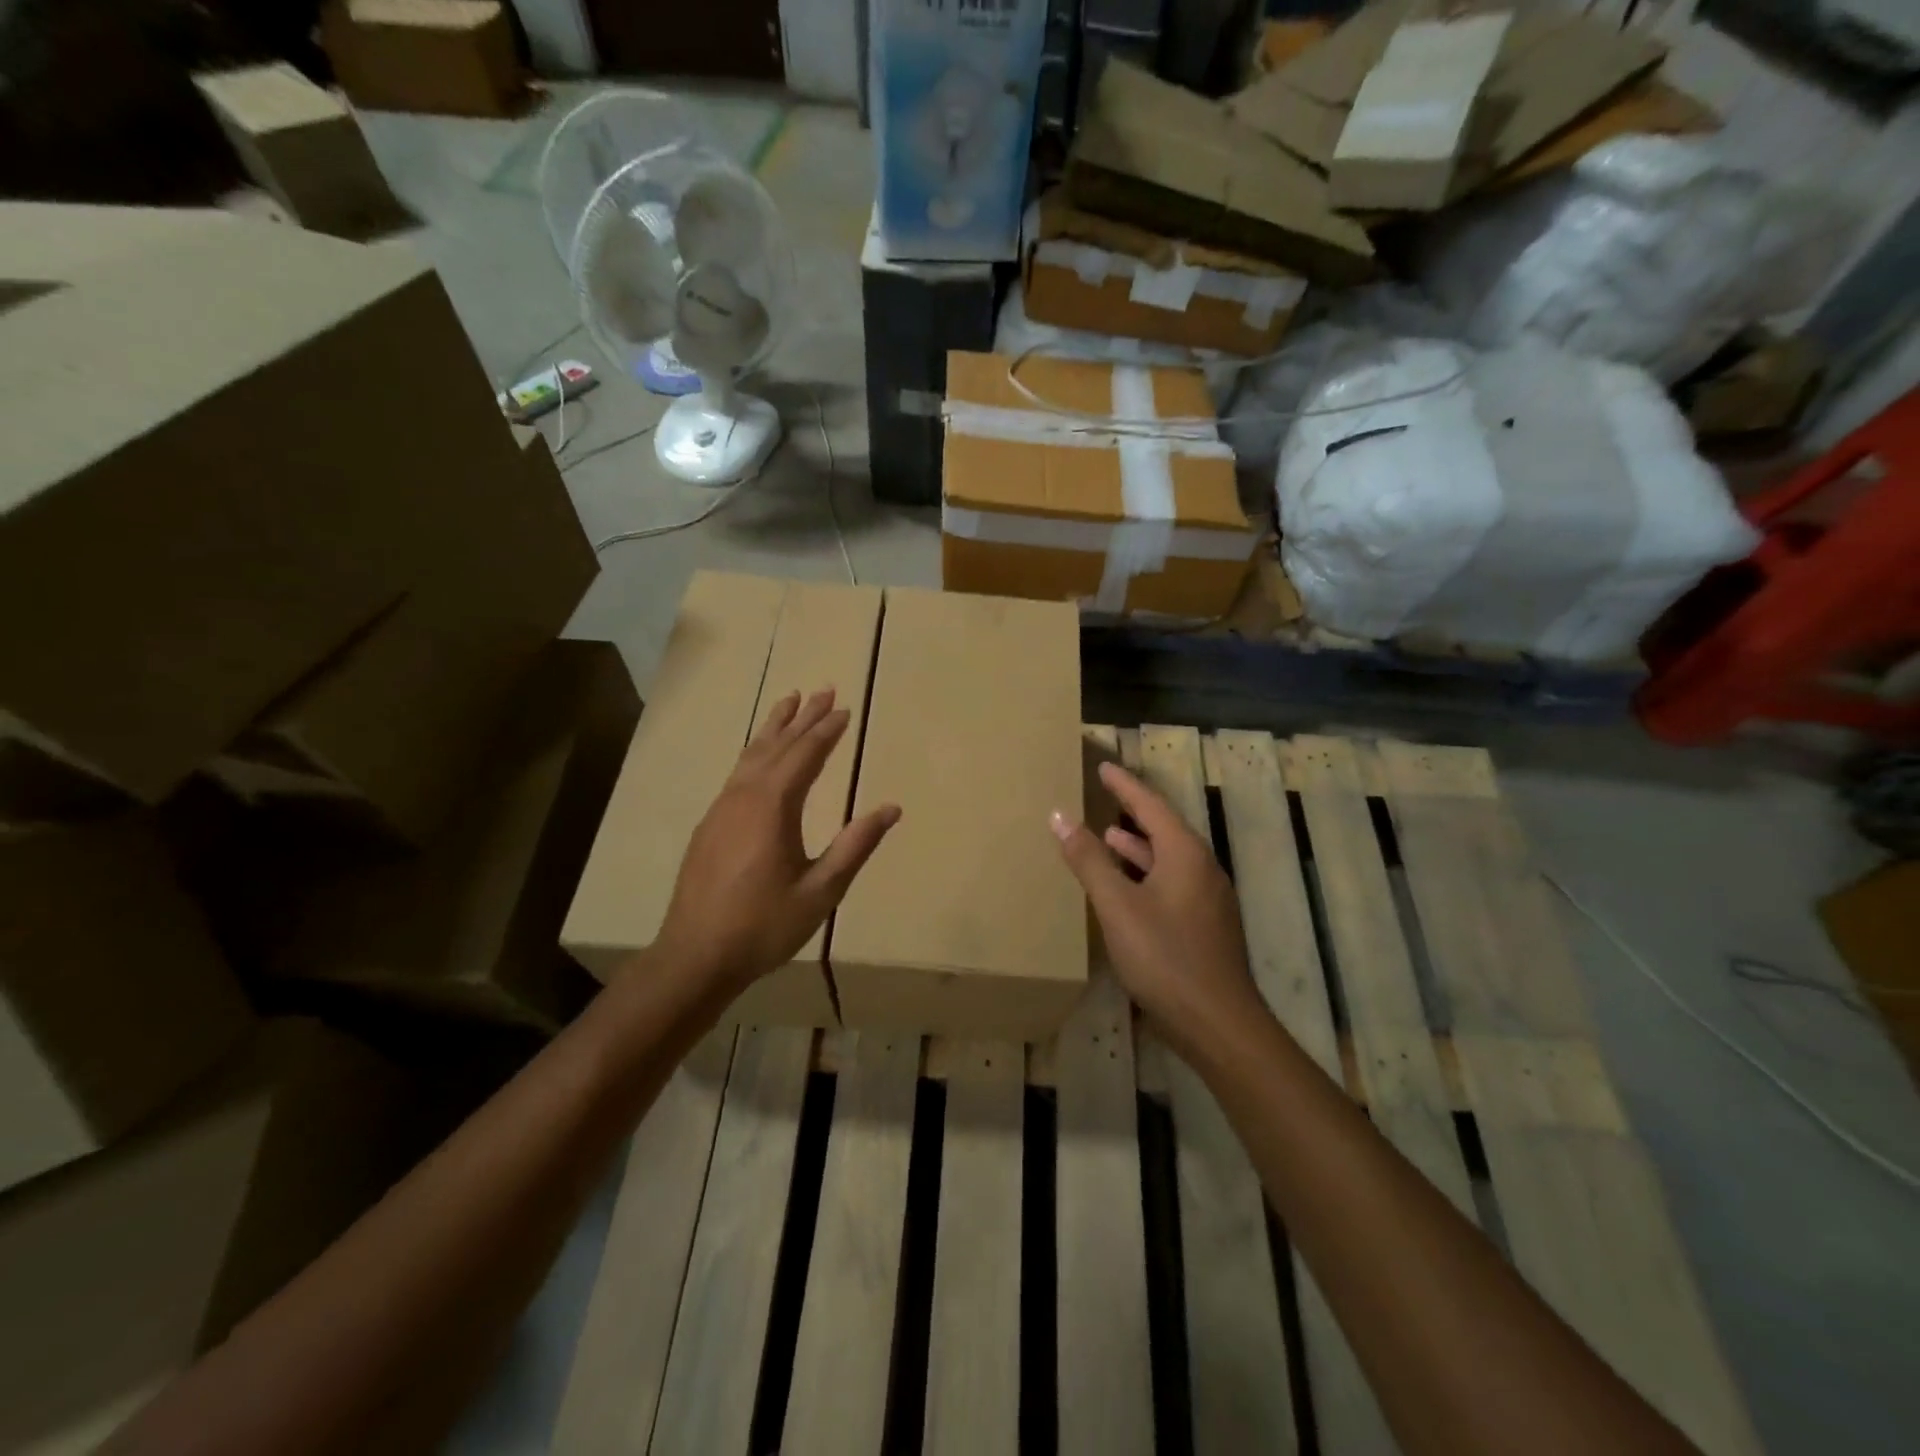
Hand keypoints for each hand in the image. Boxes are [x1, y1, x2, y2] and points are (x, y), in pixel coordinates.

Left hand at [653, 688, 900, 997]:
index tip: (845, 709)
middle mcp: (744, 796)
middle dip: (802, 718)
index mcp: (774, 807)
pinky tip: (760, 756)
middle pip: (777, 745)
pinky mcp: (710, 824)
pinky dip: (755, 752)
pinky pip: (738, 772)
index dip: (827, 731)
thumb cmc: (764, 925)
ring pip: (751, 755)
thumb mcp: (821, 890)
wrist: (695, 955)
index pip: (805, 756)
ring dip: (774, 728)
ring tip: (789, 702)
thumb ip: (855, 846)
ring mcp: (721, 808)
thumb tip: (891, 809)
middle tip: (822, 690)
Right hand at [1051, 761, 1261, 1058]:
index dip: (1124, 785)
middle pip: (1164, 828)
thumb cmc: (1165, 957)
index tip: (1103, 766)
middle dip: (1133, 811)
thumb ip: (1089, 859)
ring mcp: (1208, 898)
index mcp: (1185, 854)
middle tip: (1105, 795)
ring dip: (1138, 845)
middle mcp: (1202, 868)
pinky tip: (1127, 888)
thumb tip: (1060, 815)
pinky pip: (1172, 881)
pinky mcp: (1206, 924)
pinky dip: (1146, 873)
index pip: (1150, 805)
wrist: (1218, 1024)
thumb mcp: (1117, 906)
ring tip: (1108, 835)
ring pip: (1168, 858)